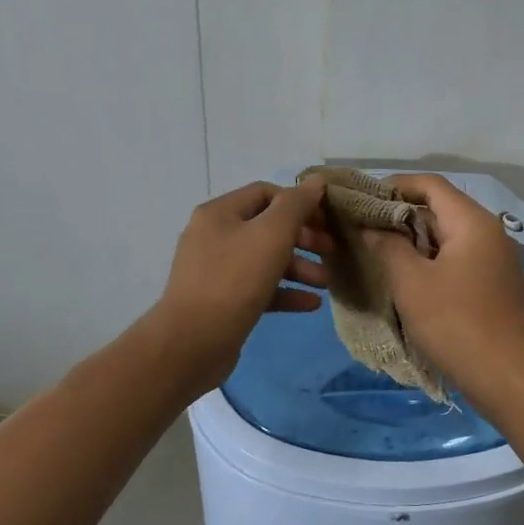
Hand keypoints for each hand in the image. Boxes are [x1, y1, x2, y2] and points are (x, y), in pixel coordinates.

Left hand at [148, 179, 332, 392]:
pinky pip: (259, 288)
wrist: (192, 343)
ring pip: (265, 260)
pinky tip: (311, 304)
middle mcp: (214, 236)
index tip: (326, 220)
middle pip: (267, 227)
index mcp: (220, 213)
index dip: (299, 202)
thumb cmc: (234, 280)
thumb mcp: (271, 235)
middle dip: (303, 238)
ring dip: (299, 267)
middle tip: (331, 251)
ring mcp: (216, 271)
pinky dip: (285, 292)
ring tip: (326, 283)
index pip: (266, 193)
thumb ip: (296, 205)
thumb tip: (316, 181)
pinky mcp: (222, 302)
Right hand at [361, 175, 523, 404]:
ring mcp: (497, 258)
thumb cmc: (454, 323)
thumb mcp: (410, 282)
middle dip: (402, 214)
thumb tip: (371, 226)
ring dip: (415, 238)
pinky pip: (460, 256)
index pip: (431, 185)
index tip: (363, 200)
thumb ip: (387, 245)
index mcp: (473, 222)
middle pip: (441, 207)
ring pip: (450, 234)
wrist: (505, 376)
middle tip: (365, 227)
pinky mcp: (496, 282)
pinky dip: (433, 257)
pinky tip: (409, 275)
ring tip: (380, 250)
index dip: (395, 186)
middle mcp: (490, 232)